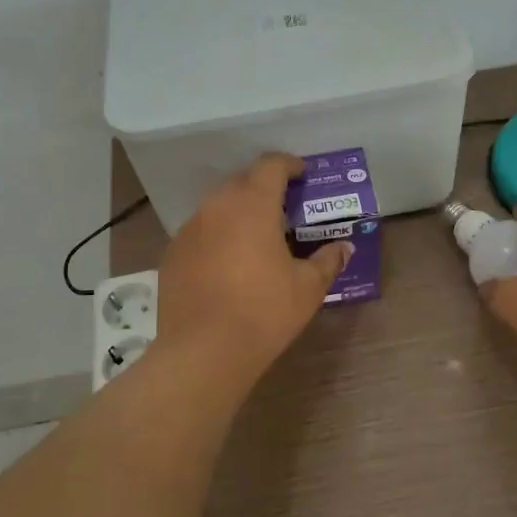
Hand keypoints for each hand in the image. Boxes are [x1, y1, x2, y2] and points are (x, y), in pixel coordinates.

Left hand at [157, 154, 352, 384]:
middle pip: (242, 182)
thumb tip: (345, 248)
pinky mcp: (172, 254)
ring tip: (256, 237)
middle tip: (284, 209)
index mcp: (253, 205)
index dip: (288, 164)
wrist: (202, 352)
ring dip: (239, 213)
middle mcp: (217, 207)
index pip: (270, 166)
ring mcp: (190, 230)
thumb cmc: (264, 312)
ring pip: (218, 207)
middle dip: (264, 188)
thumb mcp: (307, 288)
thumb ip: (327, 261)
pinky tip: (227, 265)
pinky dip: (217, 237)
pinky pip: (200, 233)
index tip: (302, 174)